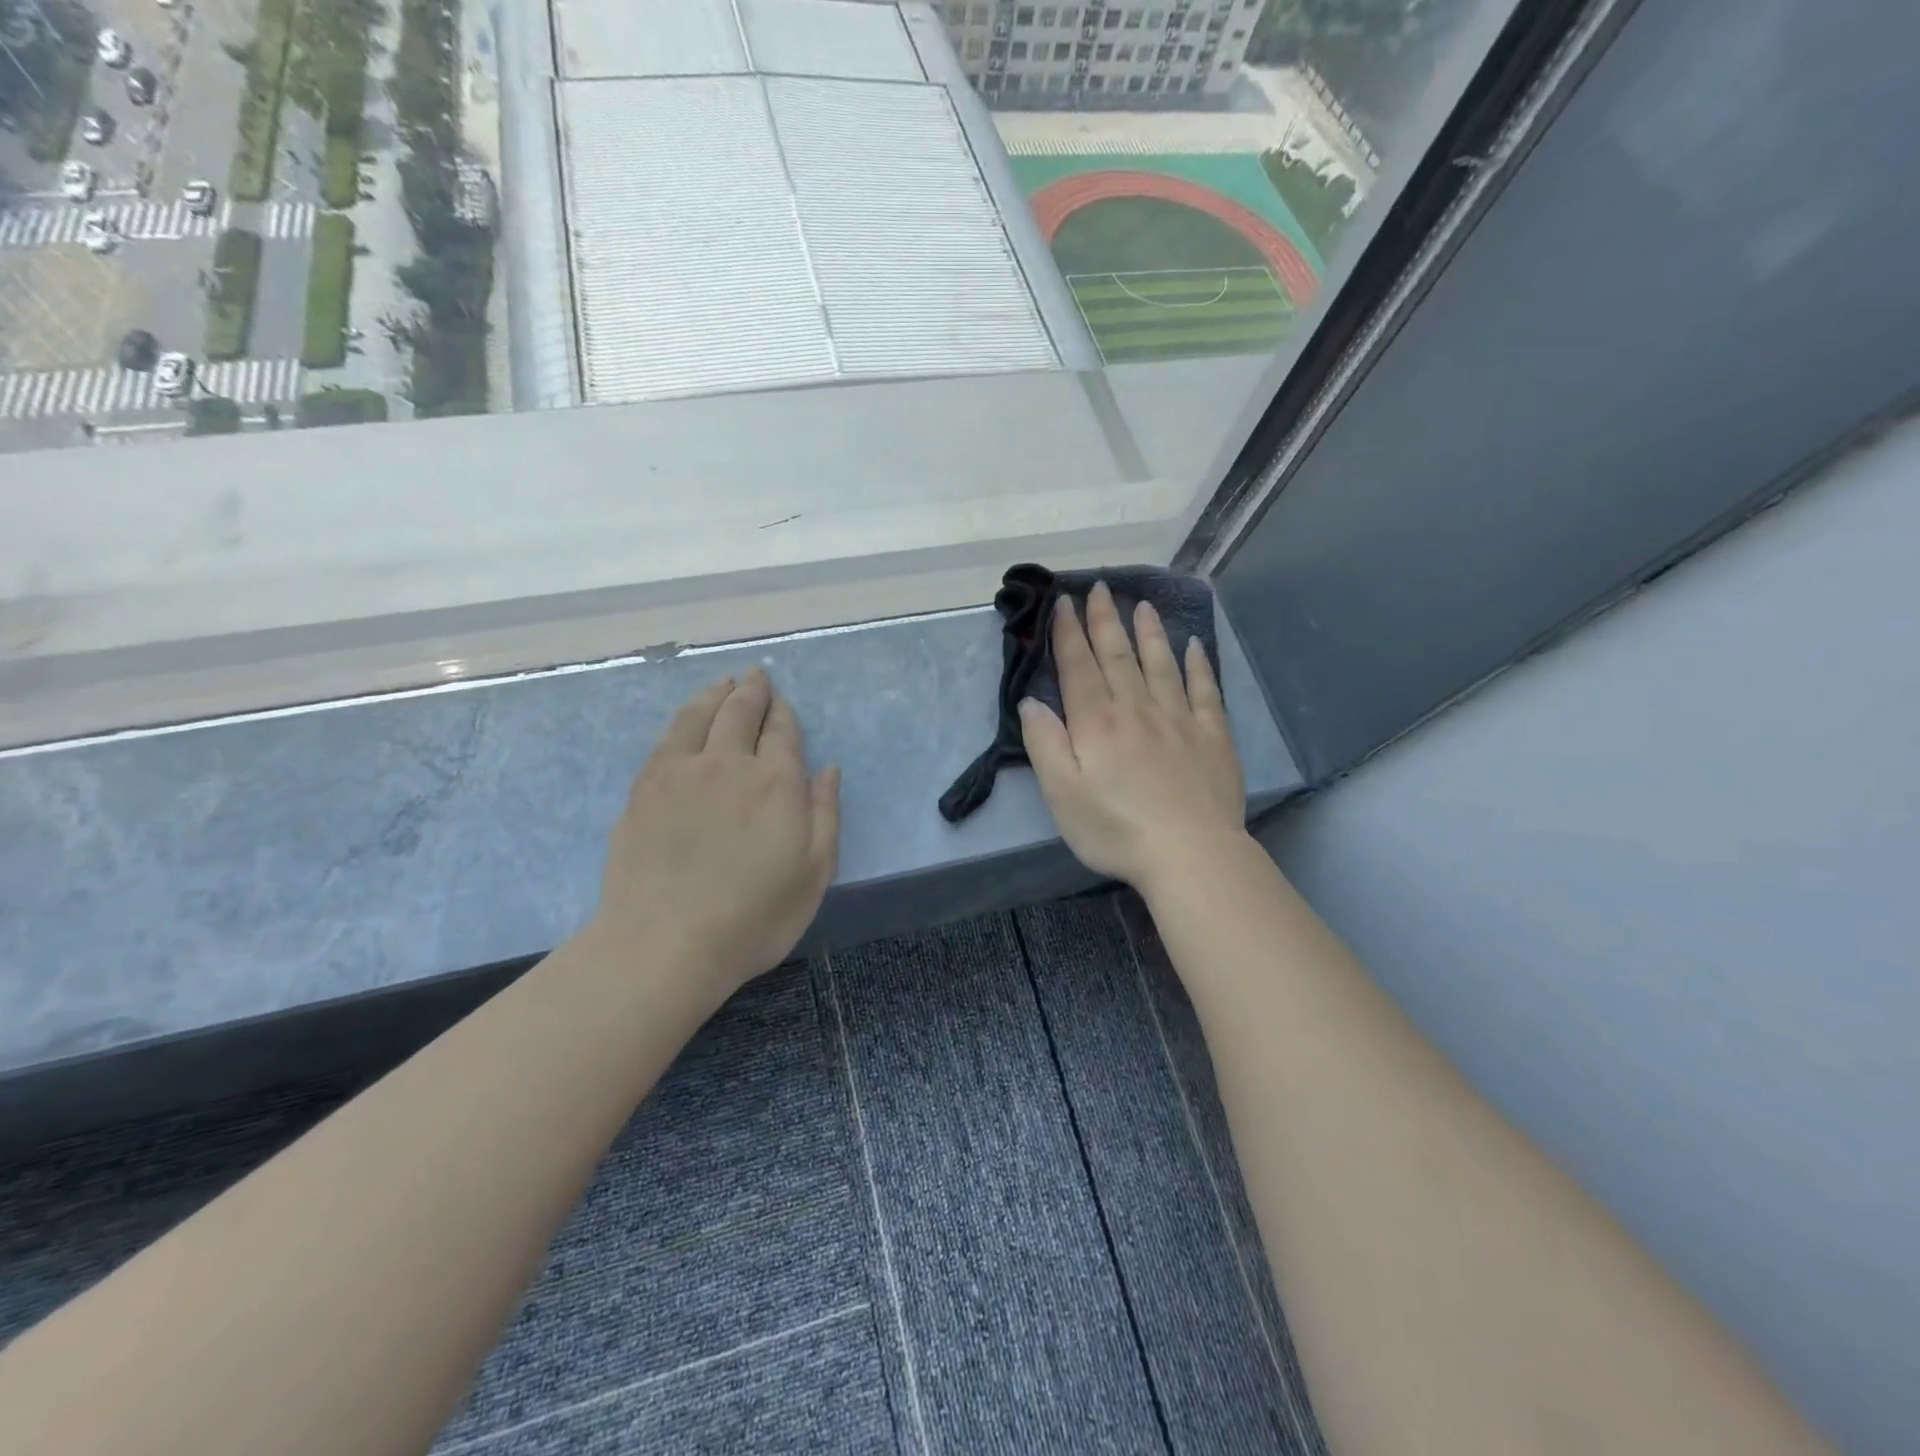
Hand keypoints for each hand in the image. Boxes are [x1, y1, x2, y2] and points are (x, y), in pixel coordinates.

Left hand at [589, 669, 840, 1000]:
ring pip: (698, 716)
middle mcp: (728, 764)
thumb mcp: (814, 873)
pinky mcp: (644, 790)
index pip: (781, 731)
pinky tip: (684, 720)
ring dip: (714, 694)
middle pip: (740, 712)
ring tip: (722, 683)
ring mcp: (680, 773)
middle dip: (752, 691)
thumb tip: (828, 769)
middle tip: (756, 675)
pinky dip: (681, 719)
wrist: (665, 943)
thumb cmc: (754, 916)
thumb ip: (824, 814)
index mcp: (776, 782)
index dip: (783, 713)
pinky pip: (666, 739)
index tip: (782, 702)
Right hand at [1019, 580, 1245, 895]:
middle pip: (1118, 655)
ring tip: (1142, 605)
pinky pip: (1205, 689)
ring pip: (1161, 663)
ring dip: (1149, 631)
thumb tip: (1031, 702)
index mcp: (1097, 722)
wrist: (1190, 853)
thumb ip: (1045, 743)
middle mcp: (1137, 708)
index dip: (1068, 632)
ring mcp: (1179, 718)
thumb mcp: (1061, 794)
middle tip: (1100, 587)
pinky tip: (1194, 646)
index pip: (1079, 666)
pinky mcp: (1212, 735)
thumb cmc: (1115, 829)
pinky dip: (1198, 664)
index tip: (1063, 602)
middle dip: (1105, 620)